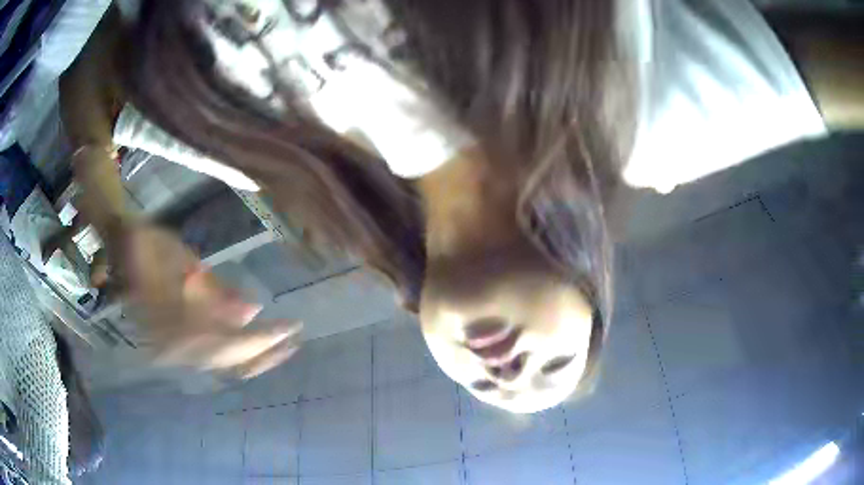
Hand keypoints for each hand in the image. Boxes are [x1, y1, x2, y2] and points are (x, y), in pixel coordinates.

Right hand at [119, 224, 300, 378]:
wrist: (122, 249)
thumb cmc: (151, 245)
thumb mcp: (185, 259)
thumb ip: (215, 291)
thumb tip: (253, 312)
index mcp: (174, 320)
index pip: (228, 341)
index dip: (260, 339)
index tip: (291, 329)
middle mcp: (173, 344)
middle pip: (227, 358)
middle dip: (263, 353)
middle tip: (294, 342)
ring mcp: (171, 349)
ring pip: (220, 363)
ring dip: (252, 358)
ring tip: (282, 348)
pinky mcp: (171, 347)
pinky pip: (208, 358)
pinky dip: (234, 355)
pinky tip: (254, 349)